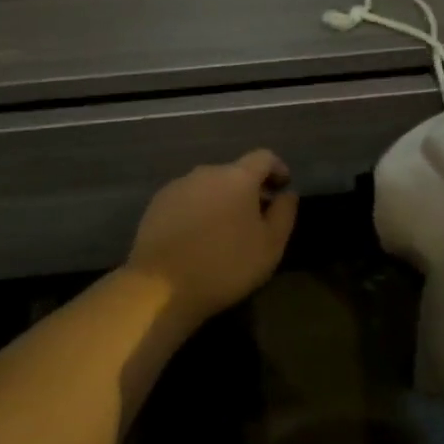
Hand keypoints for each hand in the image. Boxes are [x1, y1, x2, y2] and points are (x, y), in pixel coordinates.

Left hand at [125, 150, 298, 328]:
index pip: (263, 157)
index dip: (277, 169)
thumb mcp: (270, 246)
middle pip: (234, 172)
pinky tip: (197, 237)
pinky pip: (187, 199)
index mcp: (237, 177)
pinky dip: (198, 210)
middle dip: (248, 189)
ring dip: (221, 200)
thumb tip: (287, 194)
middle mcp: (206, 172)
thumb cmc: (225, 265)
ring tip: (225, 230)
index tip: (283, 187)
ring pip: (209, 186)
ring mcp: (177, 186)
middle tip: (256, 217)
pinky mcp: (157, 204)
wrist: (160, 286)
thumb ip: (284, 213)